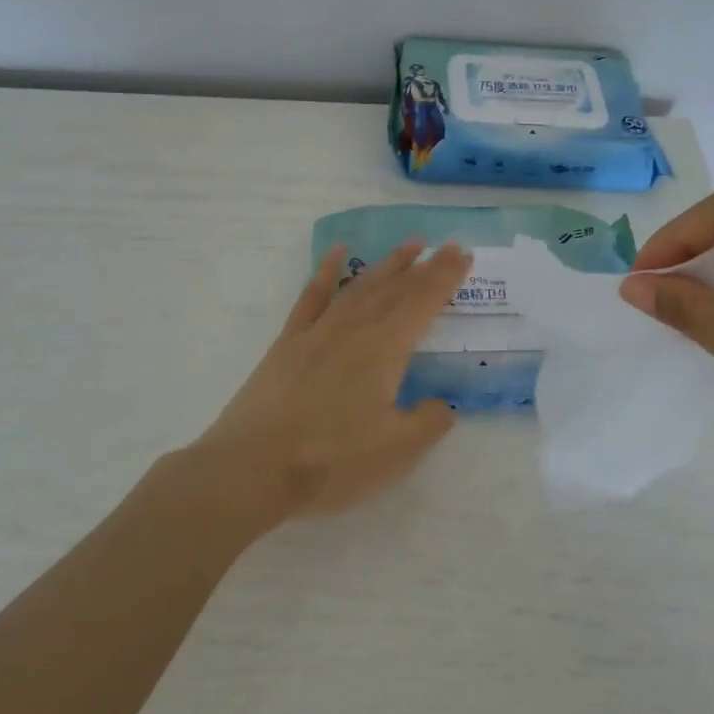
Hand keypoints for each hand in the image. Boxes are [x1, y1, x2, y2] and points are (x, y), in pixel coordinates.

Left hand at [189, 239, 472, 525]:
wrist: (251, 468)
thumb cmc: (330, 461)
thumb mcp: (396, 452)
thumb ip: (427, 423)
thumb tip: (442, 405)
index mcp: (384, 349)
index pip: (423, 303)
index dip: (445, 278)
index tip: (462, 255)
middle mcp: (354, 329)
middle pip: (395, 289)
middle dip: (424, 267)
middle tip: (446, 246)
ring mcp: (318, 332)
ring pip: (359, 287)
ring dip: (386, 265)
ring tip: (408, 246)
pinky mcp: (288, 343)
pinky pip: (312, 297)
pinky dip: (325, 272)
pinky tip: (335, 254)